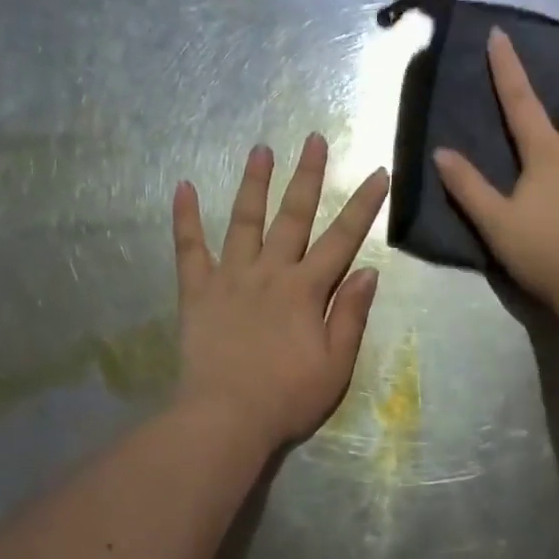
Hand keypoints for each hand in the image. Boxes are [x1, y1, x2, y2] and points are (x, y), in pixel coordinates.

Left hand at [172, 135, 389, 451]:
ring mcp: (230, 278)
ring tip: (260, 149)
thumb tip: (369, 271)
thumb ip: (350, 315)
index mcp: (306, 290)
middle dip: (308, 176)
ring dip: (253, 183)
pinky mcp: (197, 291)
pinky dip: (185, 217)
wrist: (226, 419)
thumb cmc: (288, 397)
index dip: (363, 205)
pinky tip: (182, 187)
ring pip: (244, 220)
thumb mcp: (336, 364)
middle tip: (314, 139)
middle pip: (293, 216)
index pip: (342, 239)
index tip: (377, 173)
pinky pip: (189, 249)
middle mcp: (270, 272)